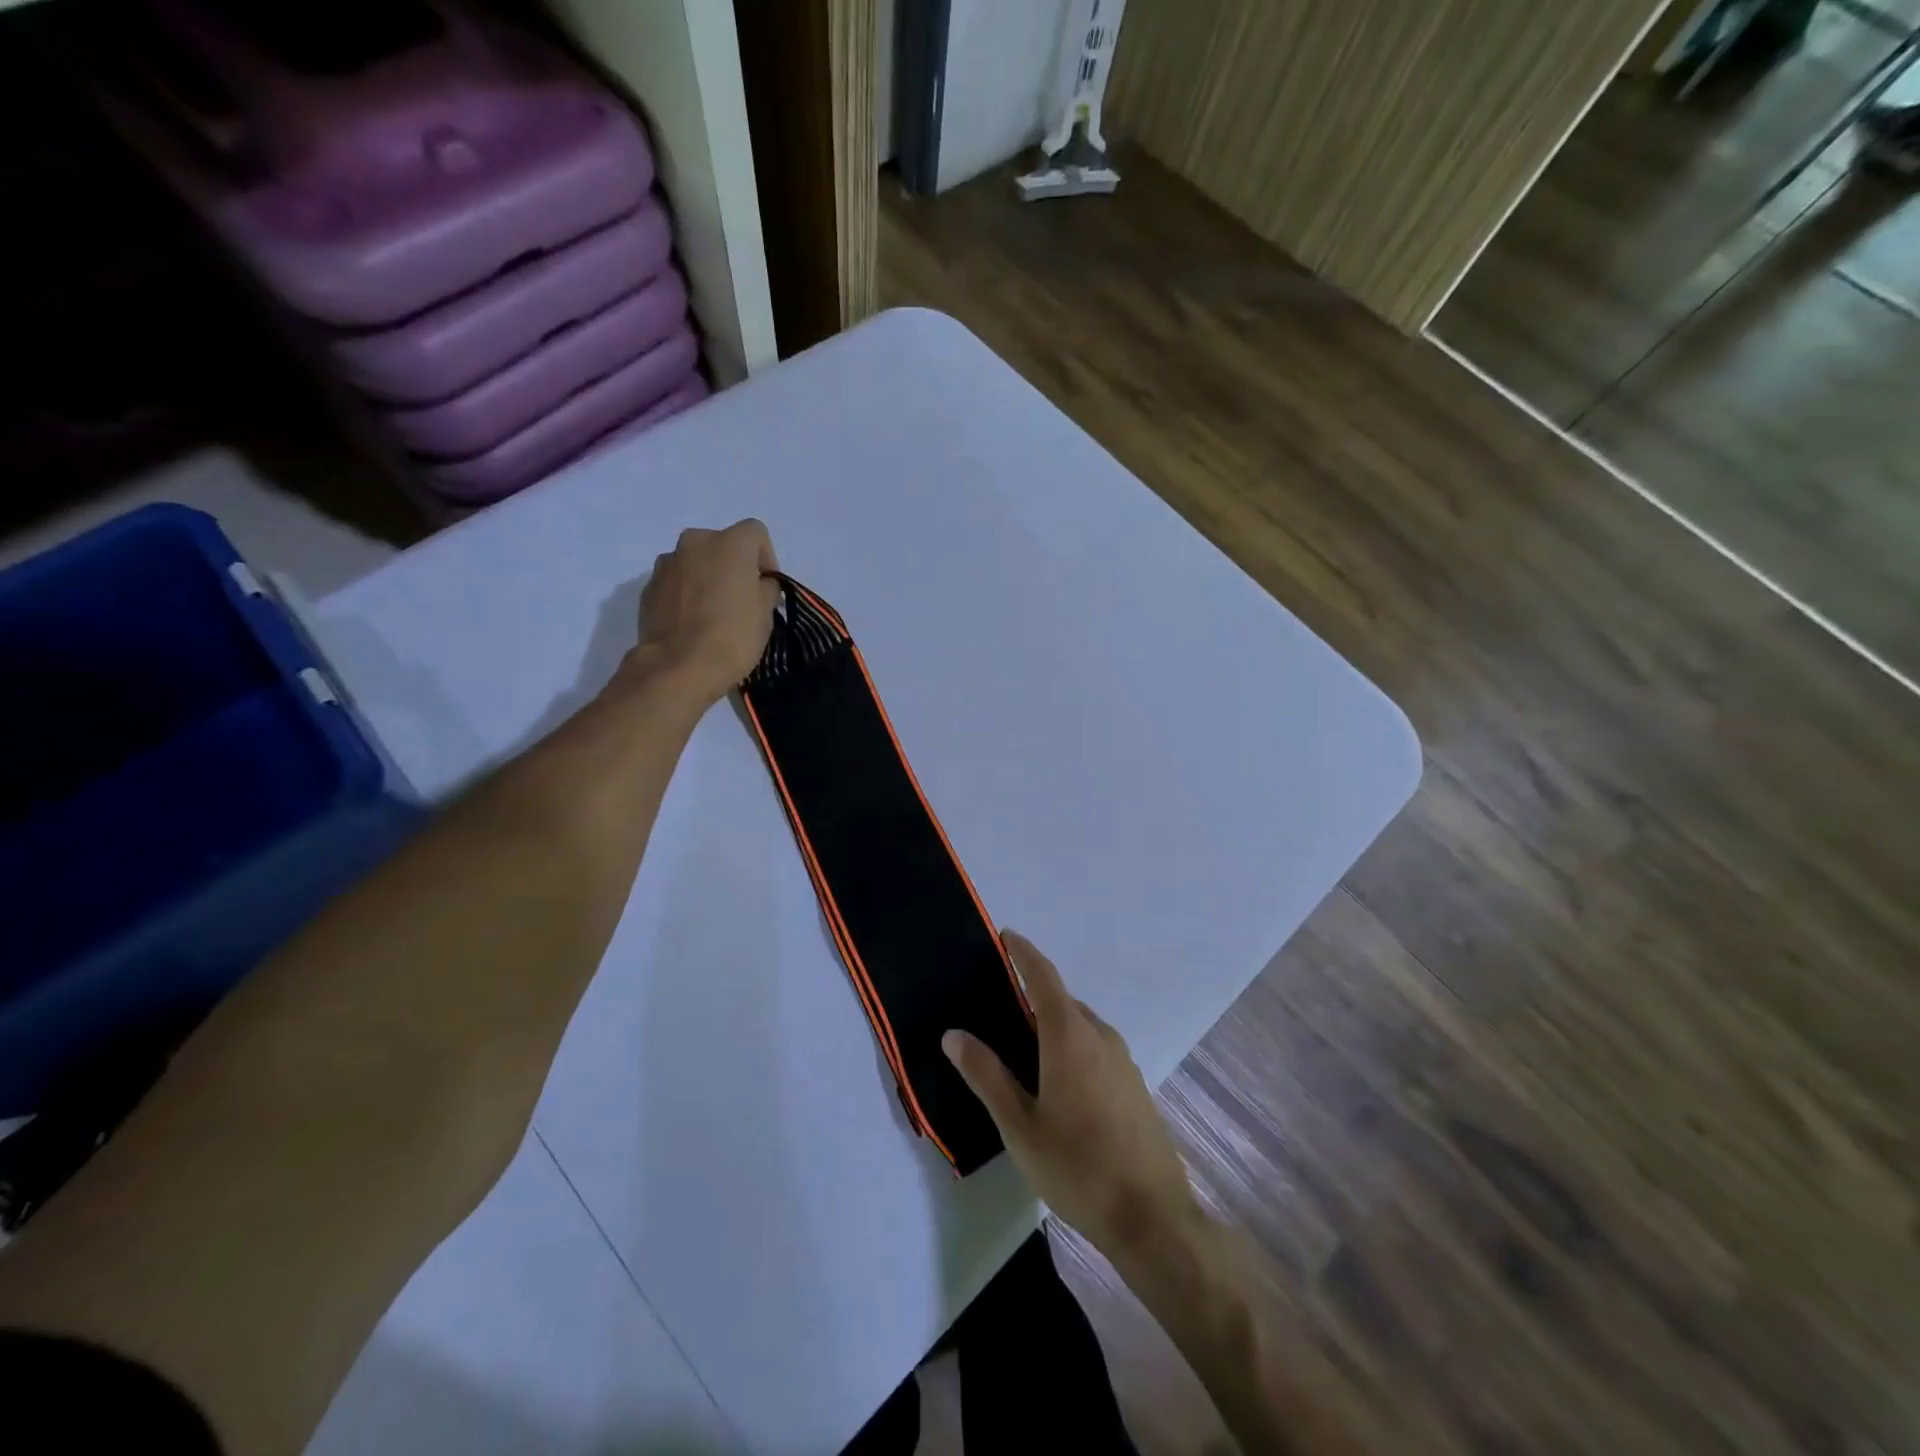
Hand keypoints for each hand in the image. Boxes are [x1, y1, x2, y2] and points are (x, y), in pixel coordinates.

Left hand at [633, 521, 780, 705]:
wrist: (677, 667)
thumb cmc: (732, 636)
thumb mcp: (766, 614)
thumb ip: (766, 589)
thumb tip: (760, 584)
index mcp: (729, 542)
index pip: (756, 533)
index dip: (766, 558)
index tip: (766, 587)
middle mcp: (694, 542)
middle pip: (722, 544)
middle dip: (733, 566)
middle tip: (740, 599)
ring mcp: (666, 563)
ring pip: (696, 562)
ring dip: (707, 578)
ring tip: (712, 613)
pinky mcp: (648, 586)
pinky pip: (676, 582)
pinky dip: (686, 594)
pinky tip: (692, 622)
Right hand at [944, 932, 1200, 1260]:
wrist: (1152, 1218)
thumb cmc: (1077, 1167)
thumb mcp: (1019, 1125)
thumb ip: (986, 1075)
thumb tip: (954, 1034)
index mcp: (1070, 1036)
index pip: (1043, 977)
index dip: (1024, 952)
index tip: (1006, 936)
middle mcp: (1101, 1036)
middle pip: (1062, 1001)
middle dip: (1032, 994)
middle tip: (997, 1006)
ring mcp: (1123, 1061)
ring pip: (1081, 1026)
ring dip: (1052, 1024)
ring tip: (1021, 1046)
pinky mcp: (1134, 1085)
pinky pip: (1096, 1048)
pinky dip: (1071, 1046)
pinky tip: (1056, 1082)